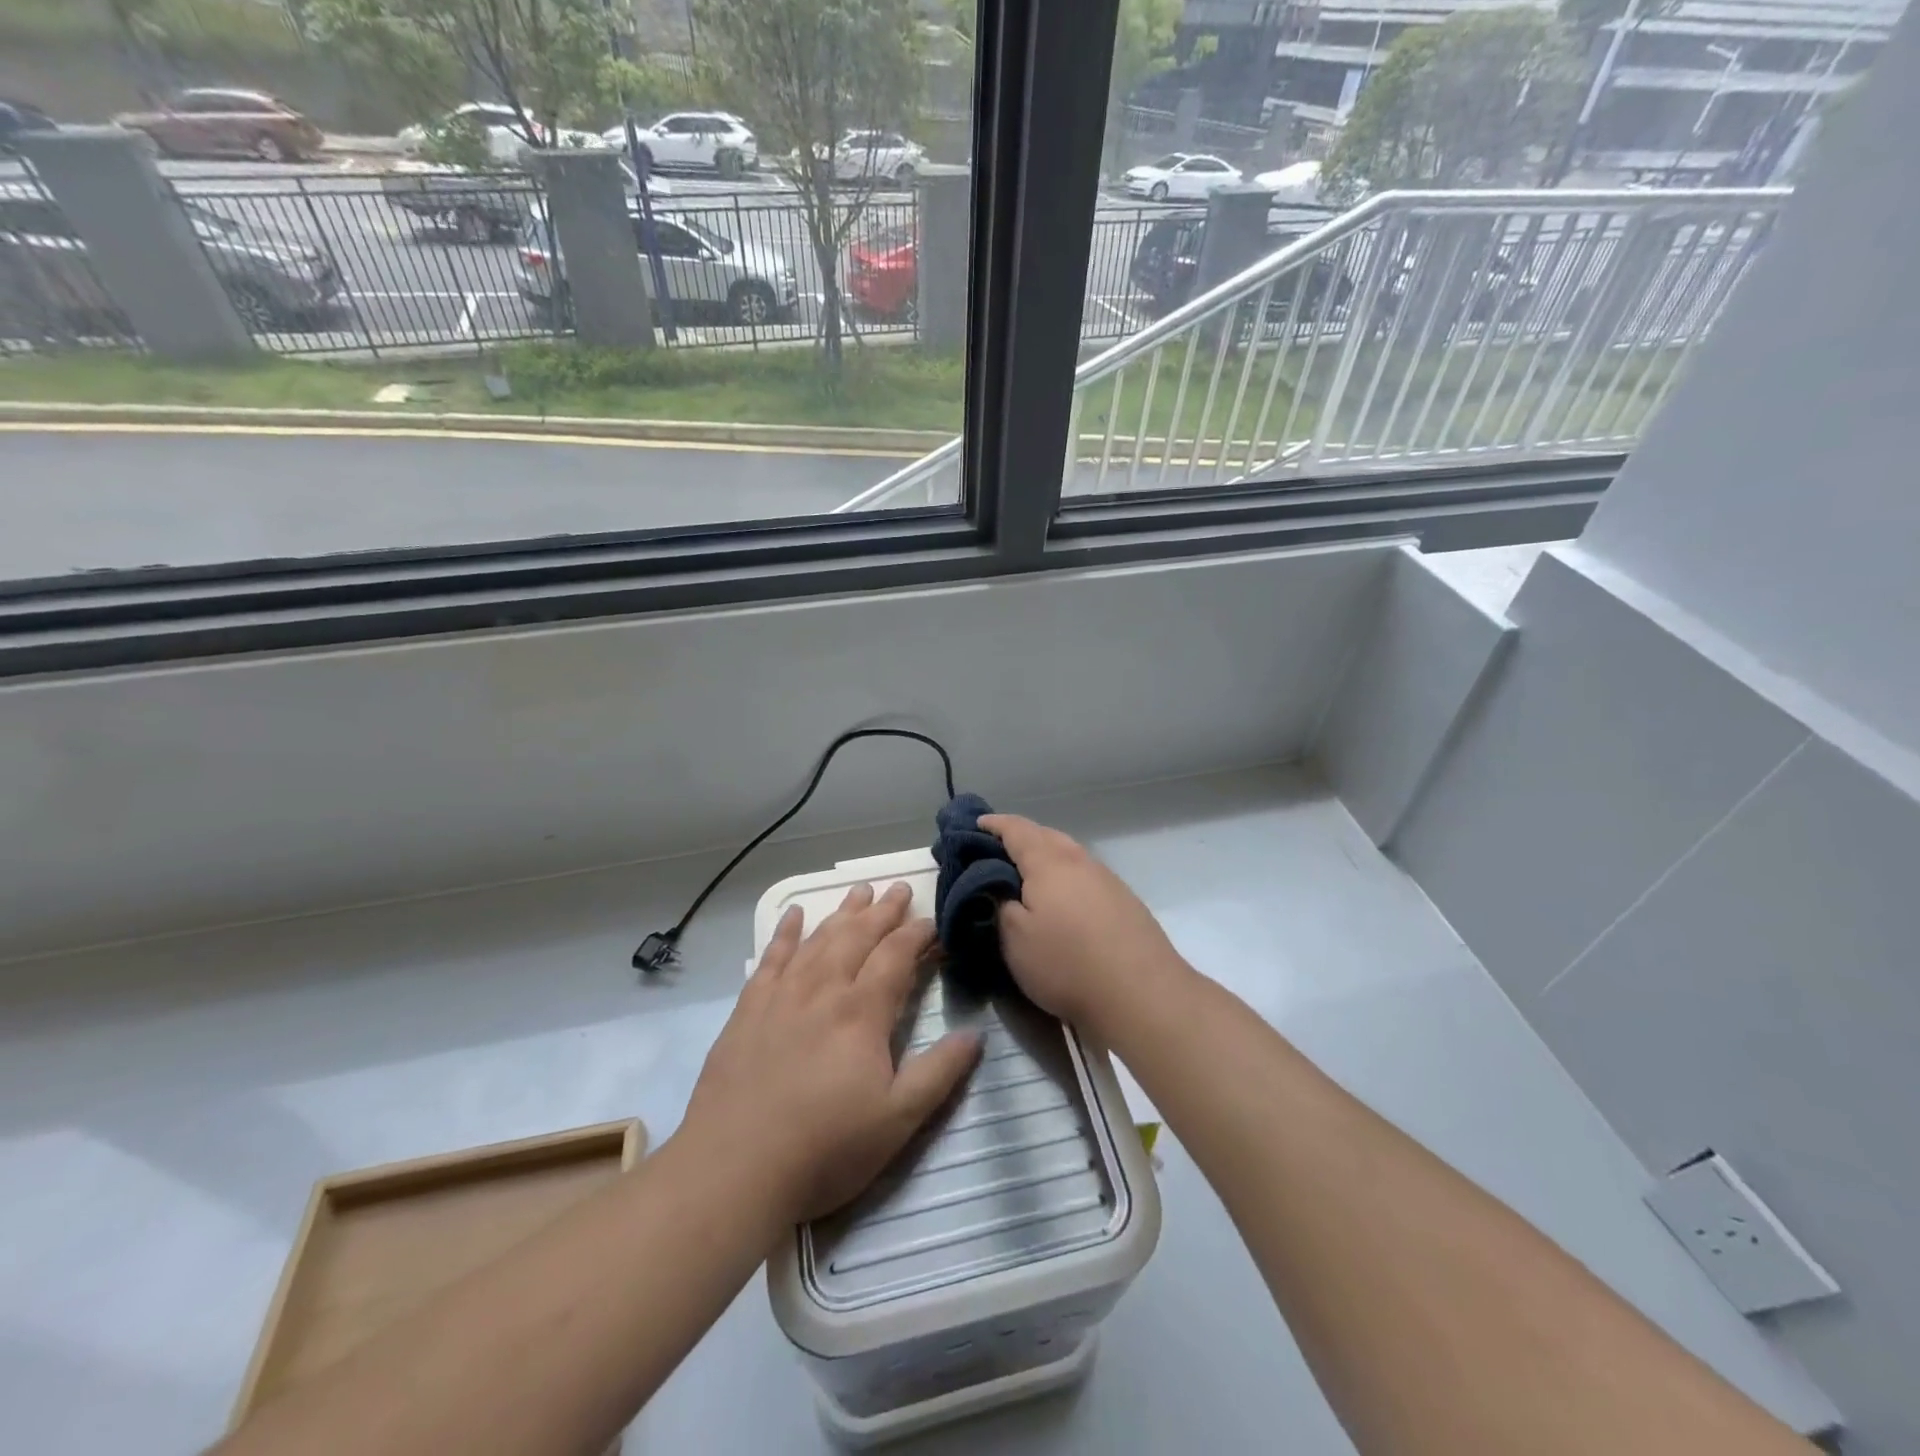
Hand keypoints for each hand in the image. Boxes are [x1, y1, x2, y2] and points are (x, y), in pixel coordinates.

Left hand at [681, 882, 981, 1223]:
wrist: (733, 1168)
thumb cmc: (825, 1148)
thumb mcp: (897, 1120)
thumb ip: (939, 1072)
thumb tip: (975, 1034)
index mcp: (862, 1013)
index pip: (896, 956)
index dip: (917, 935)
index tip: (933, 922)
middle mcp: (823, 990)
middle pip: (858, 937)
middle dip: (883, 911)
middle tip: (900, 888)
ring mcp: (782, 996)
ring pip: (819, 940)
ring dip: (842, 913)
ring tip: (859, 890)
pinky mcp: (749, 1010)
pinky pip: (771, 958)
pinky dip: (785, 933)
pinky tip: (793, 915)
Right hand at [981, 814, 1190, 1042]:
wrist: (1142, 994)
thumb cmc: (1067, 963)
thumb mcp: (1014, 939)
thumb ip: (1000, 904)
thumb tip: (998, 887)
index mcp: (1049, 862)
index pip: (1017, 829)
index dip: (994, 824)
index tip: (976, 824)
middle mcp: (1080, 861)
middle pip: (1047, 836)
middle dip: (1021, 837)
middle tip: (997, 850)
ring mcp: (1107, 880)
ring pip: (1070, 855)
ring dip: (1046, 856)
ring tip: (1028, 874)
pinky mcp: (1125, 902)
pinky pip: (1086, 876)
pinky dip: (1066, 876)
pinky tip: (1062, 899)